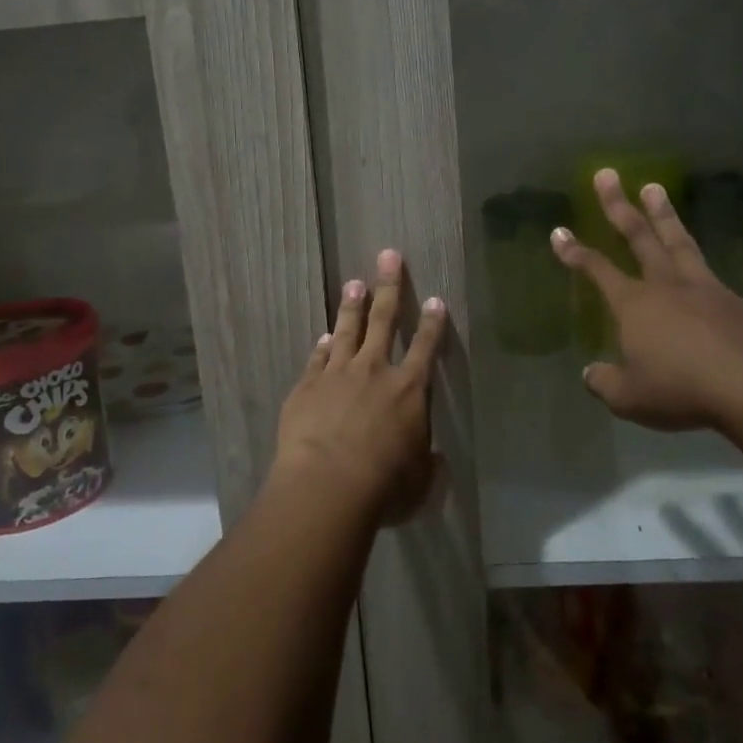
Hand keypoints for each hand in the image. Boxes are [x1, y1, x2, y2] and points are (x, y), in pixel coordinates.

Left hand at [272, 249, 448, 523]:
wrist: (327, 485)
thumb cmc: (384, 487)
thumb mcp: (419, 484)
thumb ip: (428, 467)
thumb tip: (435, 461)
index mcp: (409, 390)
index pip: (426, 348)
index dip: (433, 323)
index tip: (436, 299)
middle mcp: (375, 371)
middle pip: (384, 320)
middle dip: (389, 286)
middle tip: (388, 256)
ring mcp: (337, 374)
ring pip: (347, 331)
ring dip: (352, 307)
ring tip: (354, 283)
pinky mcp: (307, 386)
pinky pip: (317, 358)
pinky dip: (322, 346)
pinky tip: (323, 337)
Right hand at [550, 169, 742, 433]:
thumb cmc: (681, 389)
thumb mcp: (629, 397)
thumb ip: (605, 382)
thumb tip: (591, 373)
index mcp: (634, 305)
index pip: (597, 270)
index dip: (574, 252)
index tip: (558, 231)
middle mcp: (667, 286)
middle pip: (640, 237)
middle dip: (619, 205)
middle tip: (608, 174)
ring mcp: (706, 289)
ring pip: (680, 243)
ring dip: (665, 215)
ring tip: (655, 188)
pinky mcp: (738, 303)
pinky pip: (714, 281)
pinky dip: (703, 274)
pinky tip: (706, 283)